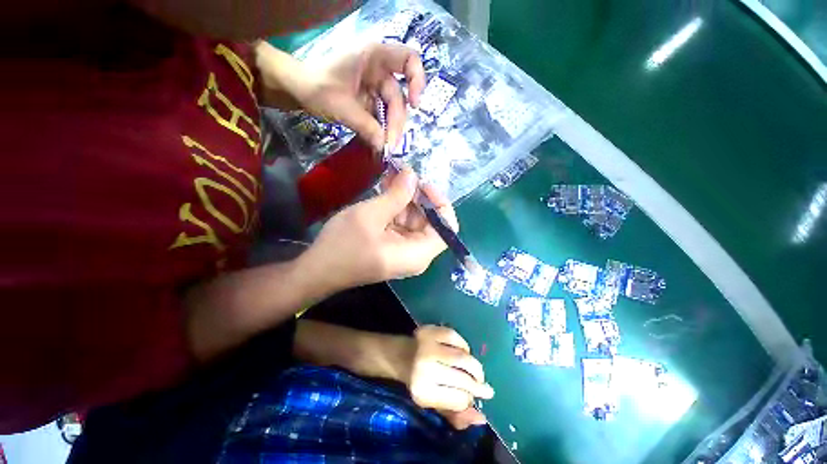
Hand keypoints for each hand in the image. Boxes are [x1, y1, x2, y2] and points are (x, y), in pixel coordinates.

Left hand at [293, 43, 425, 149]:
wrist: (297, 90)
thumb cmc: (316, 88)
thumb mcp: (342, 107)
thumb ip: (367, 127)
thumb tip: (386, 147)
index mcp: (373, 56)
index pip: (409, 59)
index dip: (417, 80)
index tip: (414, 104)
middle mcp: (378, 70)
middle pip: (398, 96)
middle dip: (396, 122)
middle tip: (391, 145)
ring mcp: (374, 86)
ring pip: (392, 109)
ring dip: (390, 129)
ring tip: (385, 148)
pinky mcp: (370, 100)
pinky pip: (382, 116)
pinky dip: (381, 130)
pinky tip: (379, 143)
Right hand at [302, 167, 456, 290]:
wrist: (317, 270)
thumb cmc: (343, 245)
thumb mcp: (371, 215)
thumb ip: (396, 195)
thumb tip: (413, 174)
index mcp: (418, 253)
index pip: (448, 228)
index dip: (439, 203)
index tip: (421, 185)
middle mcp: (417, 255)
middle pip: (430, 221)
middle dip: (417, 197)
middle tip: (401, 175)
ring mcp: (405, 252)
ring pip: (415, 221)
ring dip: (404, 200)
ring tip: (390, 178)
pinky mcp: (393, 247)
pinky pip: (402, 226)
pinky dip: (396, 209)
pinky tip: (385, 192)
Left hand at [405, 325, 493, 429]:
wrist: (401, 355)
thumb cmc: (419, 381)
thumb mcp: (432, 403)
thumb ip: (456, 414)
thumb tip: (482, 418)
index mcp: (423, 391)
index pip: (459, 399)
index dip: (469, 400)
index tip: (472, 398)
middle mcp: (425, 369)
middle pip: (463, 378)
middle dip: (478, 384)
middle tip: (483, 385)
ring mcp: (428, 347)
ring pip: (463, 357)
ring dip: (474, 366)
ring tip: (476, 371)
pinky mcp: (430, 331)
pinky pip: (456, 338)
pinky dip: (464, 346)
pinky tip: (463, 352)